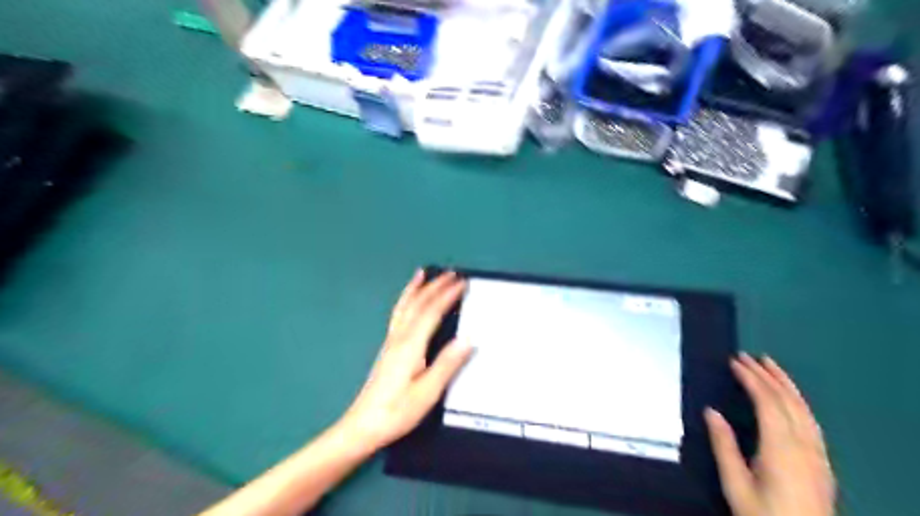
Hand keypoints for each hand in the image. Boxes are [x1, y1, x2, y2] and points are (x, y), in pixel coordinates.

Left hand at [337, 272, 470, 452]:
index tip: (462, 283)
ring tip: (422, 274)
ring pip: (404, 306)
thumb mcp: (428, 392)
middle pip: (417, 304)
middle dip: (434, 286)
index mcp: (411, 345)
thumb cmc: (397, 411)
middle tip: (451, 273)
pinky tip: (407, 301)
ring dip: (417, 289)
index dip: (447, 295)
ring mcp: (391, 341)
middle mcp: (399, 337)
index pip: (431, 312)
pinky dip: (405, 301)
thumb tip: (467, 339)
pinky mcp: (388, 348)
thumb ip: (447, 364)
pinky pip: (398, 315)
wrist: (363, 425)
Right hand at [706, 358, 834, 515]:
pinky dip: (797, 400)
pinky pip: (811, 420)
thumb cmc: (764, 515)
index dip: (751, 378)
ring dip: (785, 383)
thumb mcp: (735, 484)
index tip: (734, 362)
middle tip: (746, 356)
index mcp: (781, 448)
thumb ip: (724, 446)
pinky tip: (789, 398)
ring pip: (803, 408)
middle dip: (766, 374)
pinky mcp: (822, 462)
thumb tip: (711, 411)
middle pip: (787, 400)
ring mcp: (817, 453)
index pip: (768, 402)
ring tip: (769, 365)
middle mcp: (804, 445)